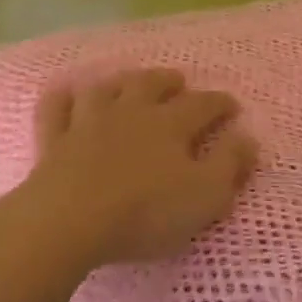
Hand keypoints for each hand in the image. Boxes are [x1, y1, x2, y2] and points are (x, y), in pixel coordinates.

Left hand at [11, 68, 258, 269]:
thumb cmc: (146, 212)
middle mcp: (131, 113)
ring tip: (129, 81)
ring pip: (106, 89)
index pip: (203, 105)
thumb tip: (248, 137)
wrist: (69, 220)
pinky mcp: (54, 141)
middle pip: (152, 85)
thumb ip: (230, 164)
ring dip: (121, 81)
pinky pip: (56, 108)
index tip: (232, 106)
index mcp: (171, 125)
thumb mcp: (205, 195)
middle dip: (169, 81)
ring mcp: (88, 122)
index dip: (220, 103)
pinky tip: (66, 93)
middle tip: (179, 81)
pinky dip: (62, 98)